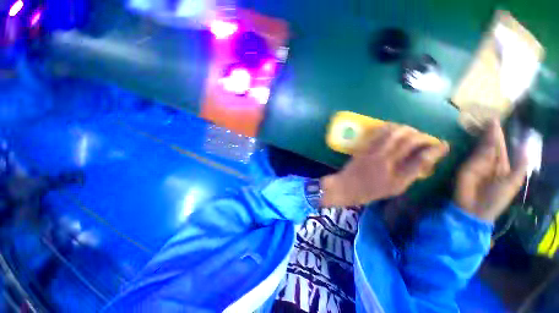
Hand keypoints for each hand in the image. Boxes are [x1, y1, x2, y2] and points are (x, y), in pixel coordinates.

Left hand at [320, 124, 448, 206]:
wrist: (346, 186)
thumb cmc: (370, 191)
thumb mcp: (394, 188)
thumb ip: (410, 174)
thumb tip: (425, 161)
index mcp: (395, 175)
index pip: (420, 158)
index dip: (435, 149)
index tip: (443, 144)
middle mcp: (385, 160)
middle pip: (407, 140)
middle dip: (420, 135)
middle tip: (425, 138)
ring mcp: (372, 152)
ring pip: (392, 132)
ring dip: (405, 129)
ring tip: (411, 132)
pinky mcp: (364, 147)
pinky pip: (377, 133)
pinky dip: (389, 128)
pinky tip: (393, 129)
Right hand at [454, 120, 526, 221]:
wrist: (476, 209)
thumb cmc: (497, 199)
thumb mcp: (513, 183)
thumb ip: (520, 166)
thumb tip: (526, 147)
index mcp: (501, 165)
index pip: (501, 147)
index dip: (500, 135)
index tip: (498, 122)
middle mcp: (489, 161)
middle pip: (490, 144)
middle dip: (491, 131)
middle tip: (491, 117)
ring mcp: (476, 163)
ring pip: (483, 146)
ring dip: (485, 135)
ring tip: (488, 122)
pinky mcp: (466, 166)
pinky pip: (476, 154)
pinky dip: (480, 145)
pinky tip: (483, 135)